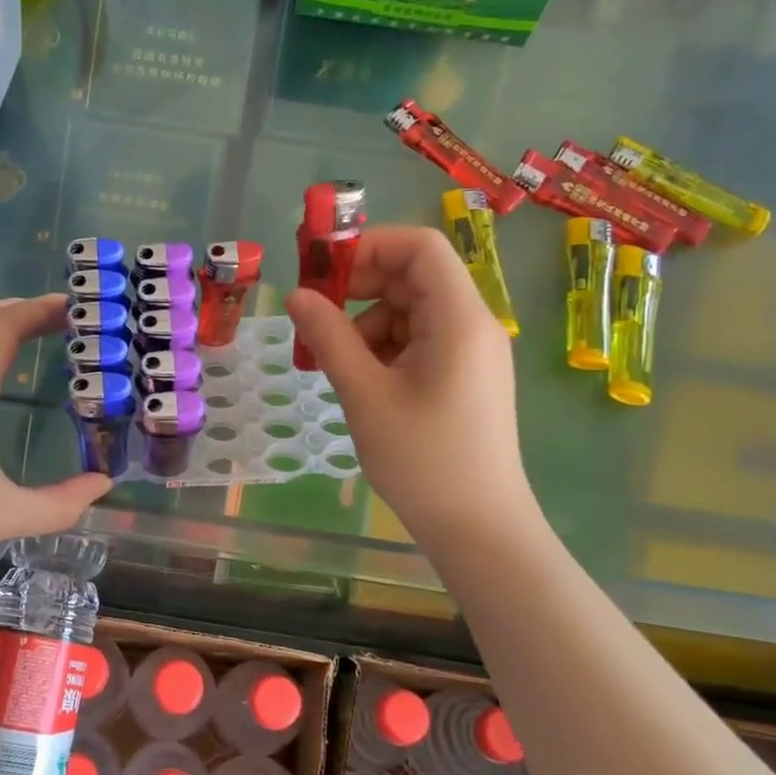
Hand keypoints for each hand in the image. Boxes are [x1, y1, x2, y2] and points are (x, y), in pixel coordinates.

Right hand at [285, 227, 537, 547]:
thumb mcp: (364, 395)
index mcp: (459, 319)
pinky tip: (364, 385)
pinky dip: (385, 350)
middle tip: (315, 318)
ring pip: (411, 312)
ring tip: (338, 368)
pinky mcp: (465, 376)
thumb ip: (329, 338)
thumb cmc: (422, 460)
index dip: (369, 246)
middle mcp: (473, 324)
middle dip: (360, 290)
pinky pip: (419, 341)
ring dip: (367, 326)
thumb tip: (296, 295)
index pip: (420, 246)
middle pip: (413, 277)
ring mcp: (472, 352)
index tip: (323, 272)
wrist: (479, 529)